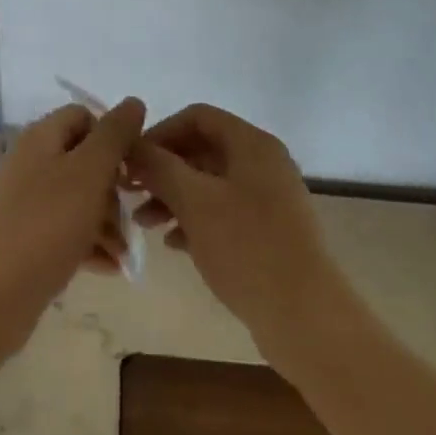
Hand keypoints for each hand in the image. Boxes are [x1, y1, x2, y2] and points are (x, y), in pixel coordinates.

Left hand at [0, 99, 142, 360]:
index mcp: (42, 137)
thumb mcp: (90, 171)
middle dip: (114, 187)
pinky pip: (66, 230)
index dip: (111, 137)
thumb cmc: (47, 223)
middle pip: (84, 160)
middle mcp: (31, 162)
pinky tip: (110, 267)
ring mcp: (26, 201)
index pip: (84, 116)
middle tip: (131, 215)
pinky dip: (90, 243)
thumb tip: (134, 101)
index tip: (131, 168)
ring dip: (107, 220)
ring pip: (79, 198)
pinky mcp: (26, 237)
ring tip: (124, 252)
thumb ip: (114, 134)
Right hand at [129, 104, 344, 361]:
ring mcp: (268, 199)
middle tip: (129, 192)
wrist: (306, 317)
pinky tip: (173, 244)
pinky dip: (194, 220)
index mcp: (252, 144)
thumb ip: (159, 167)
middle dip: (163, 169)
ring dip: (173, 197)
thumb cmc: (247, 248)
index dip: (160, 133)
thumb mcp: (194, 201)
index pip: (197, 117)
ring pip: (209, 184)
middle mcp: (263, 163)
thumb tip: (132, 146)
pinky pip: (222, 212)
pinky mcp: (268, 232)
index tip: (131, 161)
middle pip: (202, 149)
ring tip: (144, 223)